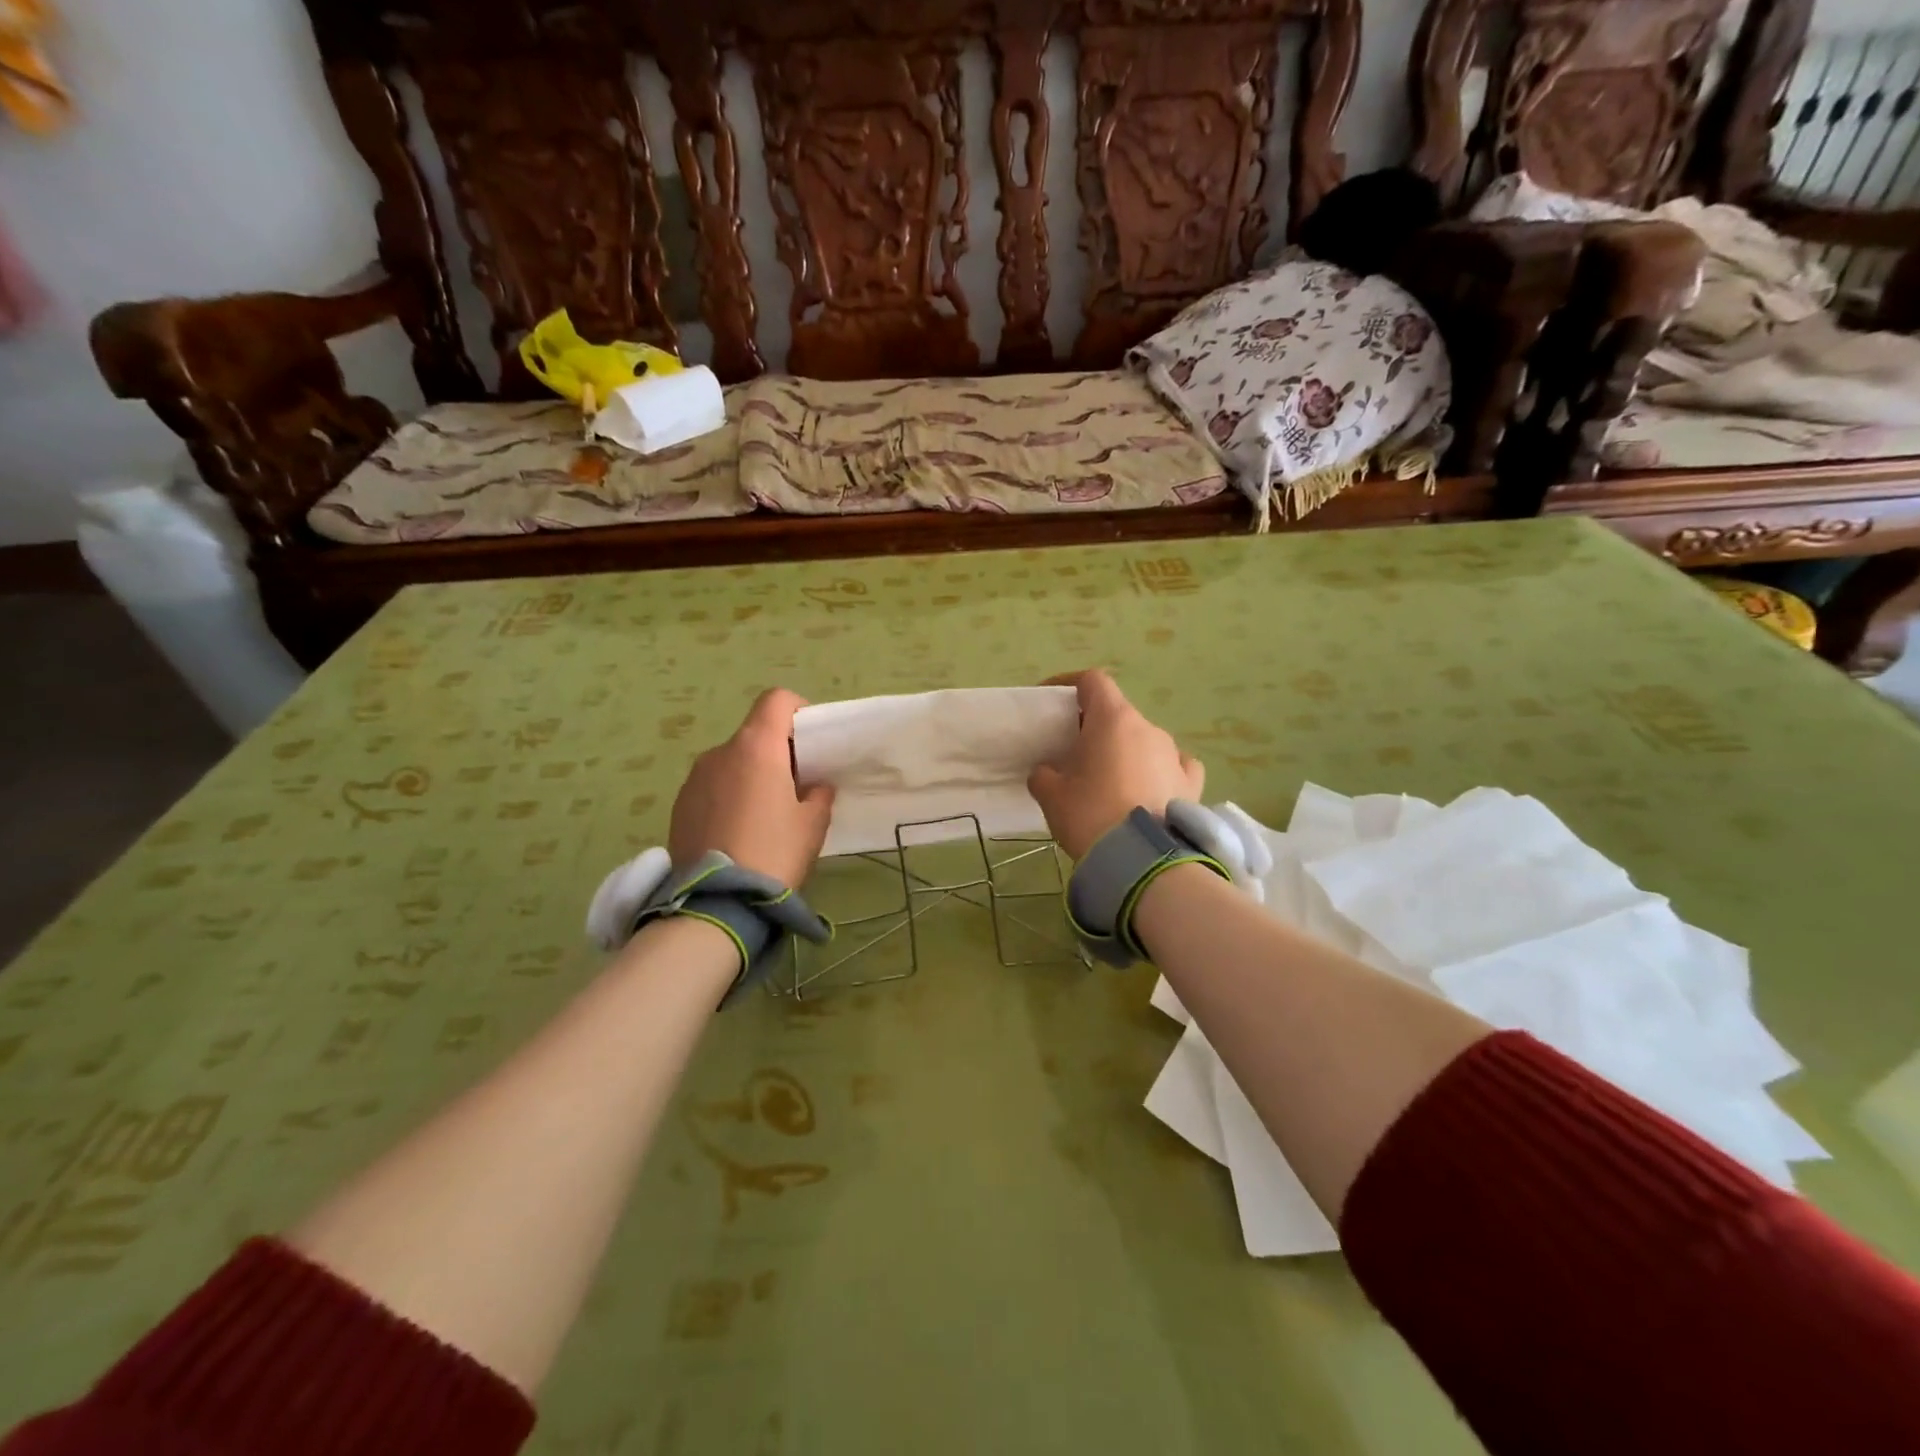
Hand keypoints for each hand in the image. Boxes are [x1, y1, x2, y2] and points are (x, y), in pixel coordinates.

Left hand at [668, 689, 835, 887]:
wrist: (718, 902)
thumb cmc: (775, 852)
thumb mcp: (813, 823)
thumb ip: (819, 793)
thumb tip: (814, 785)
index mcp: (756, 747)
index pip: (776, 700)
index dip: (798, 710)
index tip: (811, 740)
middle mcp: (720, 752)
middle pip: (754, 734)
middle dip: (776, 752)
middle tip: (795, 787)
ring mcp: (694, 778)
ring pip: (731, 762)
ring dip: (750, 776)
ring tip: (763, 816)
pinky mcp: (678, 805)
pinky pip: (711, 788)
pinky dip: (727, 797)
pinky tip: (737, 832)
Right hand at [1027, 670, 1203, 859]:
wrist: (1144, 862)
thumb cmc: (1091, 815)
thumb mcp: (1052, 796)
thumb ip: (1044, 774)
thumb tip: (1048, 772)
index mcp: (1113, 720)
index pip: (1093, 682)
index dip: (1069, 685)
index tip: (1051, 702)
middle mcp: (1149, 729)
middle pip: (1118, 714)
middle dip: (1094, 728)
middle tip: (1073, 753)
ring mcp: (1175, 755)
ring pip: (1144, 741)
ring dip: (1125, 752)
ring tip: (1108, 781)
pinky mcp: (1192, 785)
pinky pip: (1173, 766)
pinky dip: (1158, 771)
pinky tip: (1149, 789)